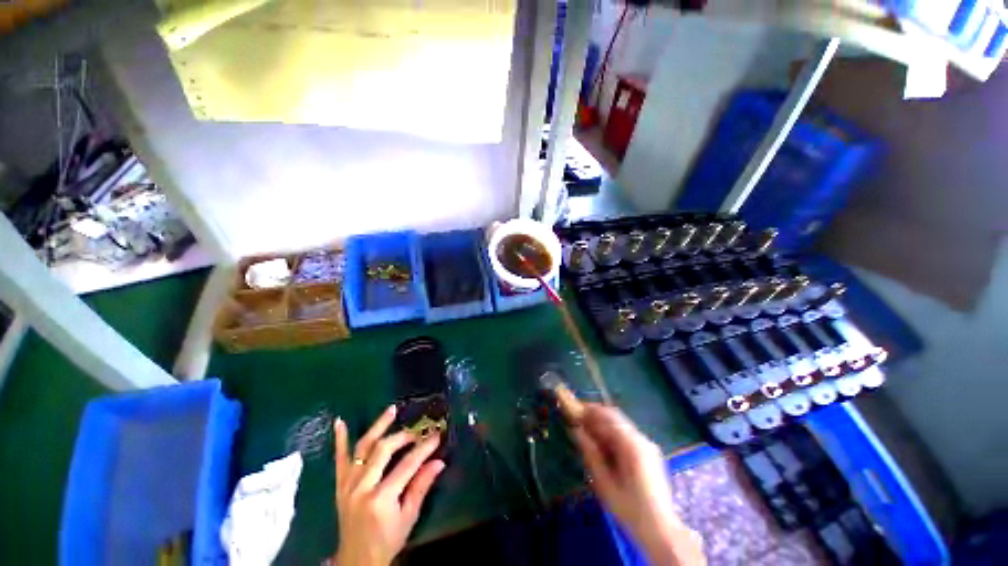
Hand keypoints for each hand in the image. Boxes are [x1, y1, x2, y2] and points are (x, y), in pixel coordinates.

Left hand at [333, 405, 445, 565]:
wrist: (355, 561)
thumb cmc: (387, 541)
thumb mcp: (408, 518)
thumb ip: (421, 487)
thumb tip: (439, 461)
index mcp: (381, 499)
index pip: (407, 465)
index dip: (424, 448)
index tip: (437, 435)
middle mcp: (361, 488)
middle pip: (383, 450)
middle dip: (403, 436)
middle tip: (417, 432)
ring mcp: (347, 485)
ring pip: (362, 448)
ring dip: (378, 426)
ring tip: (391, 410)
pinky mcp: (339, 486)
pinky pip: (339, 460)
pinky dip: (339, 441)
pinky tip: (340, 422)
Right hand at [572, 403, 704, 565]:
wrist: (661, 530)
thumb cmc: (629, 509)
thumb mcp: (604, 483)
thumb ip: (590, 453)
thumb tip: (575, 430)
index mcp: (631, 445)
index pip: (608, 416)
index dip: (589, 410)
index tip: (573, 410)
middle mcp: (642, 439)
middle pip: (616, 417)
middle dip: (596, 415)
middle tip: (578, 420)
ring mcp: (648, 445)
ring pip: (621, 425)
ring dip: (604, 424)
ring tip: (588, 432)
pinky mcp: (650, 453)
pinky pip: (628, 435)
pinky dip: (613, 434)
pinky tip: (604, 445)